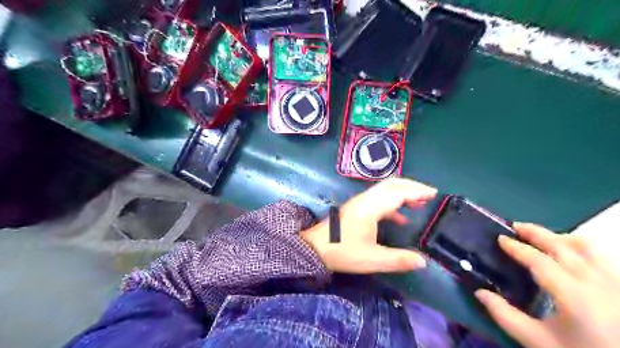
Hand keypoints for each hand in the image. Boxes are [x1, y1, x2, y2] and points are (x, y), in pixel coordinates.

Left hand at [300, 180, 434, 273]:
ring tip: (419, 204)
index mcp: (370, 207)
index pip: (397, 193)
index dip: (417, 191)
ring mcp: (359, 202)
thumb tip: (423, 262)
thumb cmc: (343, 252)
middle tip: (429, 194)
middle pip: (391, 185)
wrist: (315, 248)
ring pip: (384, 190)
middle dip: (411, 187)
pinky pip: (378, 200)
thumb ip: (399, 260)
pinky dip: (392, 204)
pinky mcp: (356, 208)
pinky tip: (400, 218)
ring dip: (402, 194)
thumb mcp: (372, 259)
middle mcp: (365, 200)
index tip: (434, 193)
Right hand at [476, 224, 619, 347]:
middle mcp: (596, 281)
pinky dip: (579, 248)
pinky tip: (570, 254)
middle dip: (536, 233)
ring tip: (542, 237)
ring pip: (587, 246)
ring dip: (560, 237)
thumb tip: (480, 292)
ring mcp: (615, 281)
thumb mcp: (538, 342)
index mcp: (573, 294)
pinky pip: (600, 256)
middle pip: (563, 246)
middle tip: (515, 226)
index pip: (539, 260)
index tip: (500, 238)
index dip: (517, 247)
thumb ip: (505, 316)